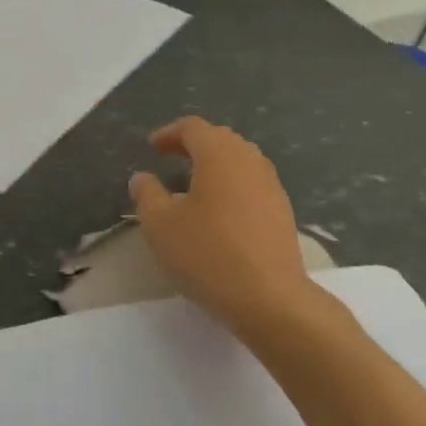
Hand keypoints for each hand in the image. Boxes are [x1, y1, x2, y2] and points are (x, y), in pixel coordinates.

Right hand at [129, 118, 324, 338]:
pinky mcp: (282, 209)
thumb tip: (142, 177)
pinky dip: (231, 185)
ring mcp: (271, 184)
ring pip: (239, 160)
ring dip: (214, 165)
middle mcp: (249, 159)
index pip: (192, 128)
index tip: (152, 148)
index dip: (169, 133)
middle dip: (193, 146)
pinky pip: (252, 182)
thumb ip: (147, 195)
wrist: (270, 298)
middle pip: (219, 139)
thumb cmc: (208, 254)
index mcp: (219, 154)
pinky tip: (220, 211)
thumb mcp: (161, 225)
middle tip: (171, 160)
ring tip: (193, 185)